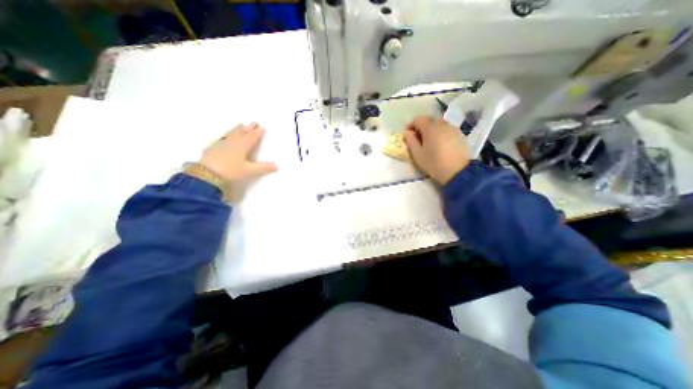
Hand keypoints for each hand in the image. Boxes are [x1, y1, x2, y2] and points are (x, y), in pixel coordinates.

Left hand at [197, 123, 275, 184]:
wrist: (206, 175)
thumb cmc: (231, 171)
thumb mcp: (249, 171)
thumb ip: (263, 168)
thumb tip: (276, 166)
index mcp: (243, 145)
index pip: (252, 137)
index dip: (257, 133)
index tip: (262, 128)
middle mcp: (232, 142)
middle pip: (242, 133)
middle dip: (248, 128)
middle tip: (253, 123)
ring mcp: (221, 144)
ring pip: (231, 134)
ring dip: (237, 129)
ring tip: (240, 125)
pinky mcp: (212, 148)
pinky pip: (222, 138)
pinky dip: (227, 135)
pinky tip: (225, 137)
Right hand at [401, 115, 469, 183]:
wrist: (458, 172)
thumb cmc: (434, 163)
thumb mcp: (417, 154)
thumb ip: (410, 141)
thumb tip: (407, 133)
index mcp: (430, 127)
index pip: (418, 119)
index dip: (410, 125)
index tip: (407, 135)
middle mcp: (442, 124)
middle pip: (429, 119)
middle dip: (421, 127)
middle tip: (417, 139)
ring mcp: (452, 128)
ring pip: (438, 124)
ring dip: (431, 129)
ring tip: (428, 142)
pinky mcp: (460, 134)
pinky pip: (446, 129)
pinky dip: (440, 133)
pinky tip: (439, 144)